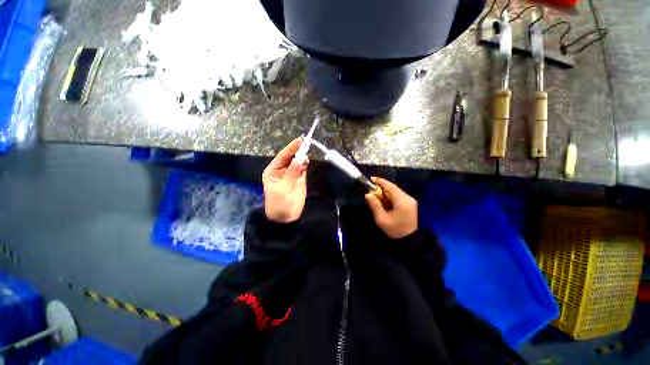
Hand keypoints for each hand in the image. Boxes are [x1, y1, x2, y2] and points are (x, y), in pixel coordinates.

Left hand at [262, 138, 308, 222]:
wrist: (285, 218)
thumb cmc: (280, 204)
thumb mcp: (284, 189)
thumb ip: (292, 173)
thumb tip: (299, 159)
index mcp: (273, 171)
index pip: (282, 157)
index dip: (290, 148)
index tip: (299, 140)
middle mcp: (281, 171)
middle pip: (290, 158)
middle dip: (297, 151)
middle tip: (306, 144)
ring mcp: (291, 174)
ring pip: (297, 163)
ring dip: (302, 158)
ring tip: (306, 153)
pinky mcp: (298, 179)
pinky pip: (302, 170)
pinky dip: (305, 165)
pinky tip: (307, 162)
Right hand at [364, 177, 417, 238]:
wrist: (410, 240)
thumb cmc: (395, 230)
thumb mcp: (382, 219)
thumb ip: (375, 205)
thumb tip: (368, 195)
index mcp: (401, 201)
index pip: (390, 187)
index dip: (380, 181)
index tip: (371, 179)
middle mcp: (407, 198)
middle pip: (393, 188)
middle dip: (382, 187)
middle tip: (372, 190)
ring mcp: (410, 200)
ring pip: (396, 191)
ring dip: (386, 192)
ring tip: (376, 196)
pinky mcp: (410, 204)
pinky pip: (398, 196)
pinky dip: (390, 196)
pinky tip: (384, 200)